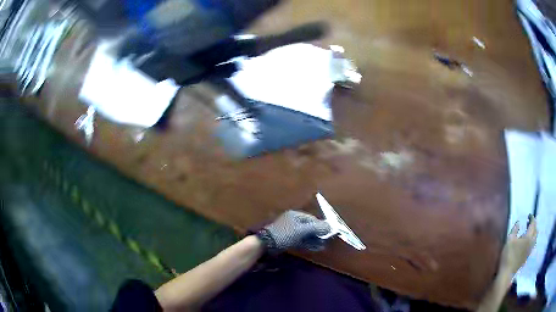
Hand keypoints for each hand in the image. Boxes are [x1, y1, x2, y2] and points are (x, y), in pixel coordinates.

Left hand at [260, 210, 330, 251]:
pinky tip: (315, 248)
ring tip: (322, 246)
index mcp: (295, 215)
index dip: (321, 225)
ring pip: (305, 234)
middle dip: (318, 234)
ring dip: (314, 240)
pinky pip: (301, 240)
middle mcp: (293, 221)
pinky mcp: (288, 240)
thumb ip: (316, 228)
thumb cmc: (284, 234)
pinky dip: (308, 243)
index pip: (312, 218)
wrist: (266, 244)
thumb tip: (330, 226)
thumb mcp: (301, 230)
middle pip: (309, 226)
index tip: (329, 232)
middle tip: (326, 241)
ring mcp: (290, 231)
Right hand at [499, 216, 537, 277]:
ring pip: (535, 239)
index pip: (533, 224)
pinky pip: (532, 245)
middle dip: (534, 225)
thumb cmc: (508, 255)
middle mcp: (531, 242)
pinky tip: (528, 242)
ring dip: (534, 233)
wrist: (506, 274)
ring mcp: (529, 251)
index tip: (529, 215)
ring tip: (530, 231)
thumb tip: (518, 222)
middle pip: (536, 231)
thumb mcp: (509, 240)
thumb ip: (515, 230)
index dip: (532, 218)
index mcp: (528, 237)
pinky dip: (532, 240)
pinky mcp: (526, 257)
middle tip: (530, 222)